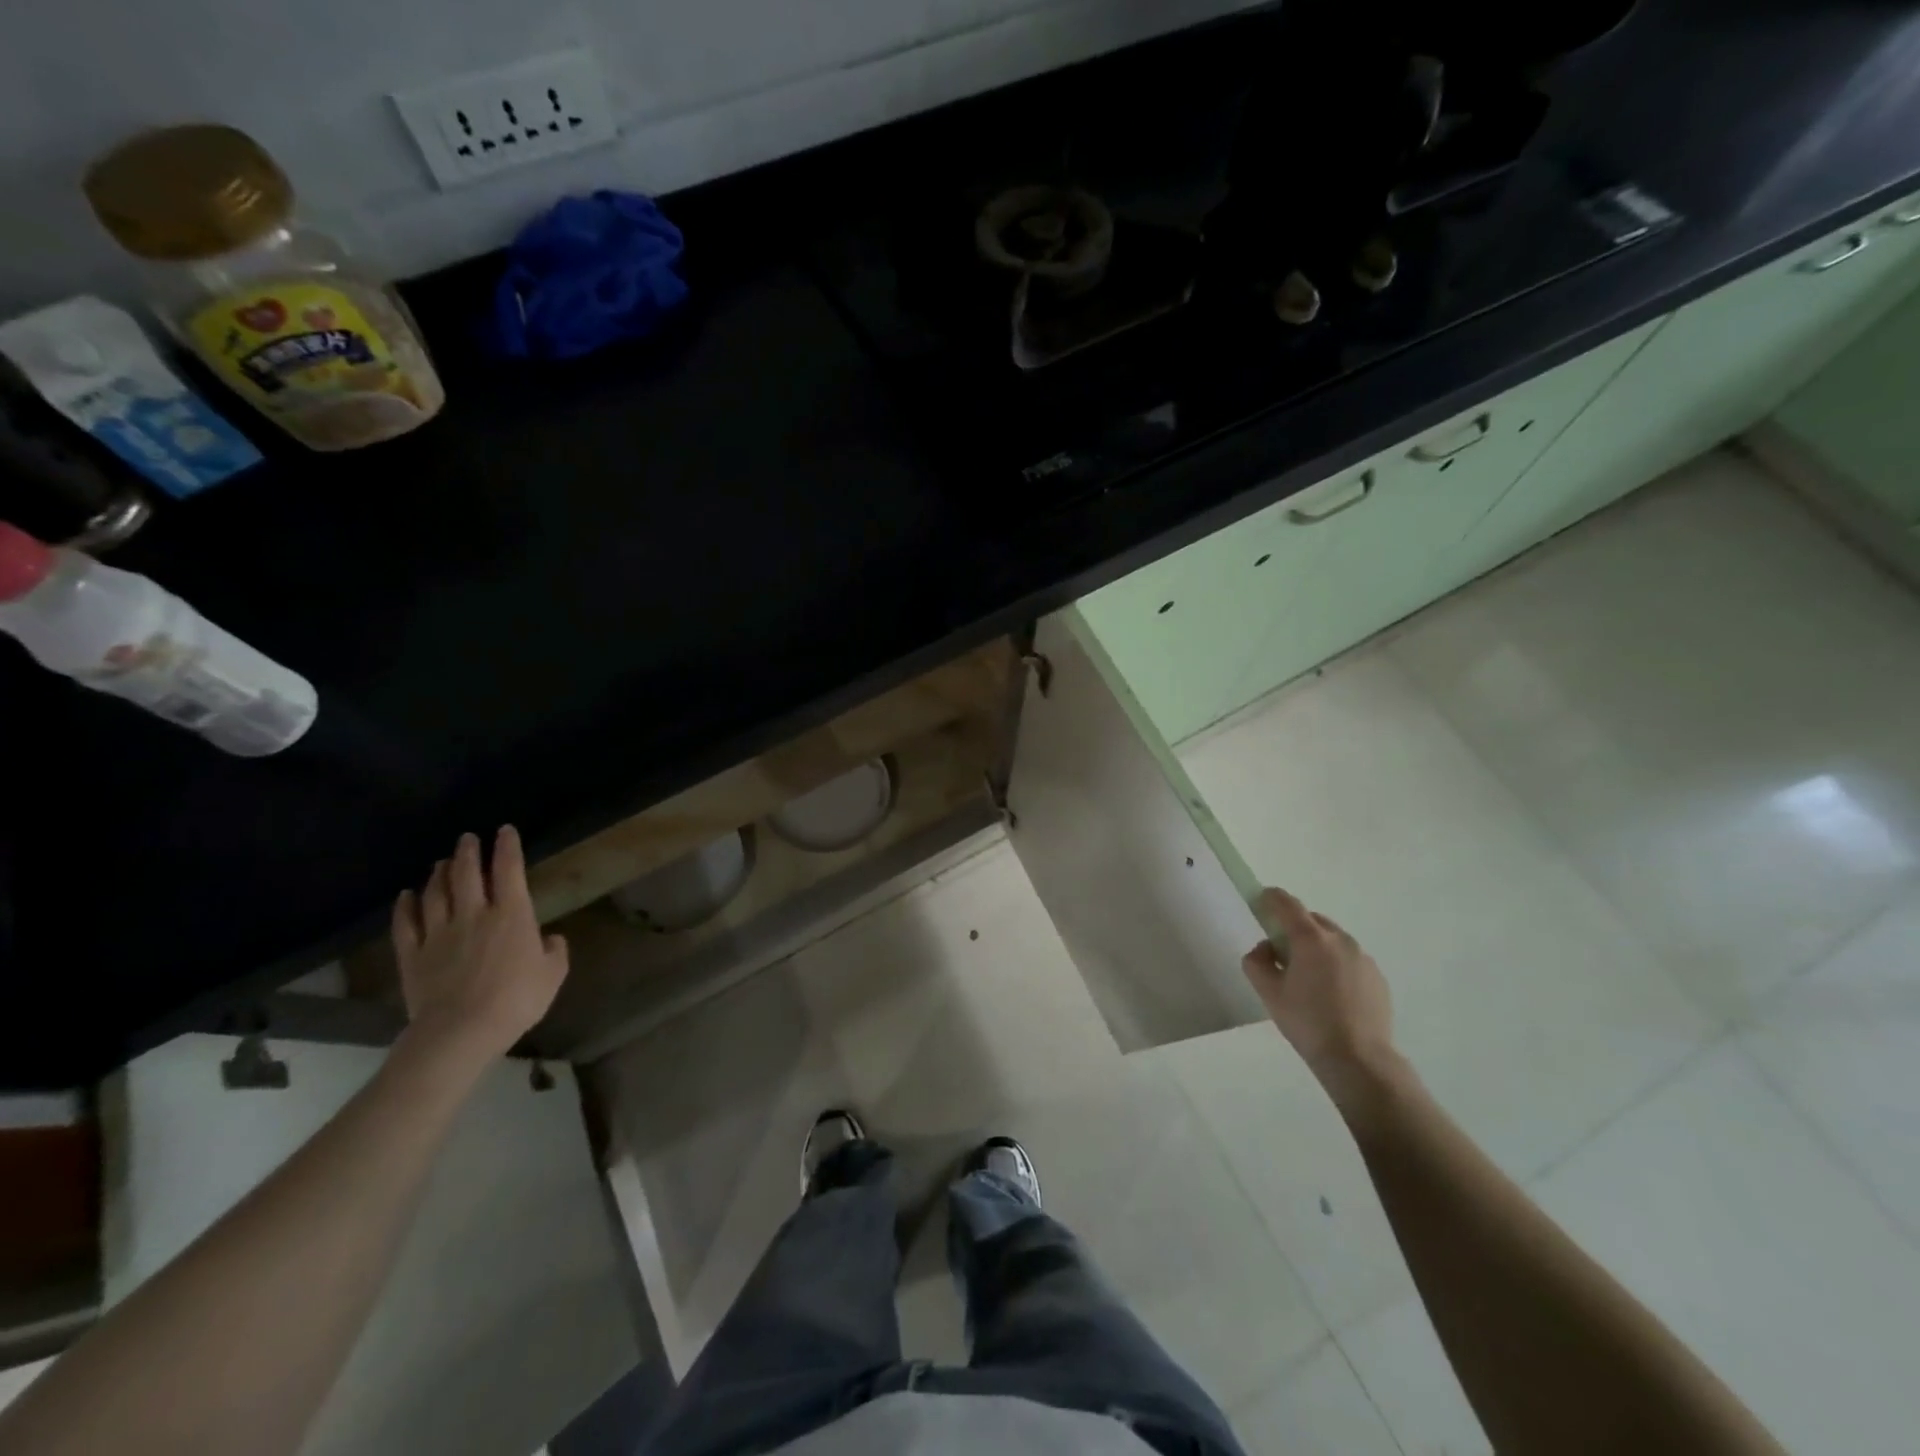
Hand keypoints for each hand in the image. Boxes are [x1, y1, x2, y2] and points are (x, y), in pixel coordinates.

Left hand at [390, 826, 568, 1067]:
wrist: (460, 1031)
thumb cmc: (516, 1000)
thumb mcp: (553, 976)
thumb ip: (555, 952)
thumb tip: (550, 939)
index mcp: (512, 915)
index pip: (509, 870)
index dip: (508, 847)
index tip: (505, 830)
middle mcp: (474, 914)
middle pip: (467, 874)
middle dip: (468, 852)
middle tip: (467, 838)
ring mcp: (439, 933)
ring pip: (436, 893)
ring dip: (439, 874)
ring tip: (441, 862)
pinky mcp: (413, 955)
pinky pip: (406, 923)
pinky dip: (405, 906)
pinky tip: (406, 895)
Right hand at [1242, 886, 1396, 1100]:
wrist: (1359, 1059)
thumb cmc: (1307, 1022)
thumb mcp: (1268, 993)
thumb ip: (1257, 962)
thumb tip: (1265, 950)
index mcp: (1311, 939)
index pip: (1287, 904)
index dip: (1271, 898)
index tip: (1261, 901)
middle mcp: (1340, 940)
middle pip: (1311, 920)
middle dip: (1294, 928)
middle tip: (1282, 954)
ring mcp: (1362, 957)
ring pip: (1332, 940)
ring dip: (1316, 947)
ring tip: (1309, 979)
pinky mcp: (1377, 977)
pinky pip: (1349, 959)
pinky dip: (1336, 965)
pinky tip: (1332, 995)